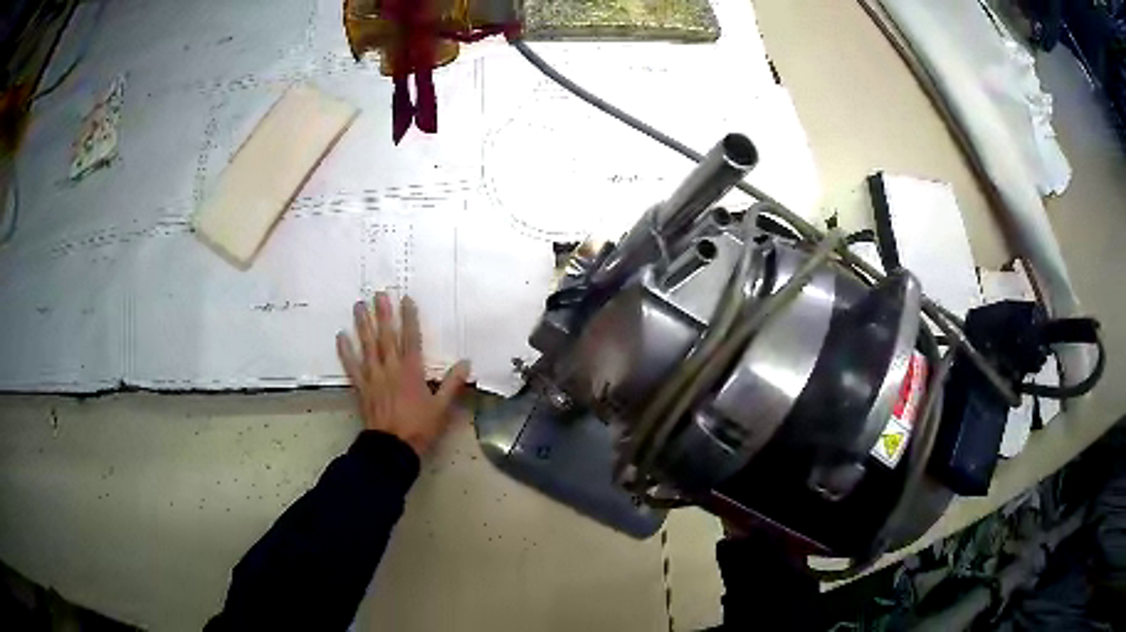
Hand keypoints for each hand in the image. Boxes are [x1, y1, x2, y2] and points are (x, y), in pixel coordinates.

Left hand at [336, 292, 470, 455]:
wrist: (392, 448)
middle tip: (378, 293)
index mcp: (411, 371)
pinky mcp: (361, 387)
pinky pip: (351, 366)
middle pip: (386, 336)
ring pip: (367, 346)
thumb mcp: (441, 408)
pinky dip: (345, 351)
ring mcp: (373, 377)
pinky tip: (340, 337)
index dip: (409, 318)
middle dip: (382, 314)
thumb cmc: (419, 428)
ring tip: (358, 305)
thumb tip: (466, 362)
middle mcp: (390, 368)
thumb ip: (453, 384)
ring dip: (362, 325)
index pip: (411, 339)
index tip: (406, 299)